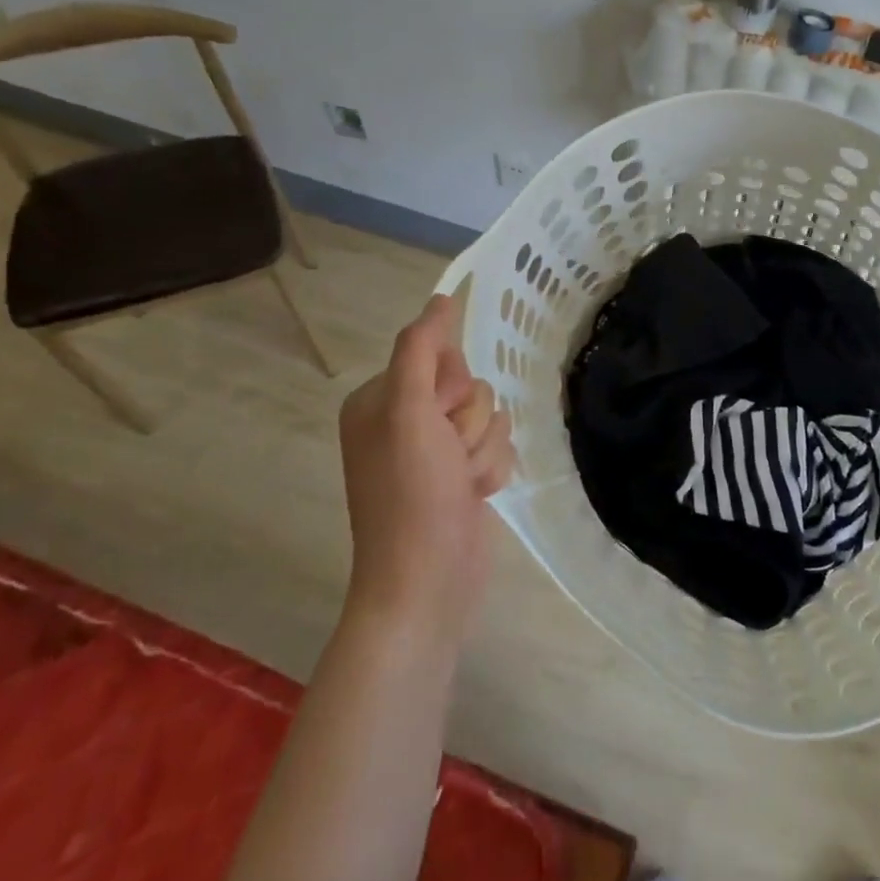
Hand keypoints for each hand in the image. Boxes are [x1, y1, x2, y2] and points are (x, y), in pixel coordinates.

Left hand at [337, 294, 515, 637]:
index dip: (451, 385)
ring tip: (463, 483)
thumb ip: (421, 350)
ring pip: (491, 417)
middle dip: (471, 422)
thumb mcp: (409, 412)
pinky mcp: (462, 476)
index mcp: (381, 400)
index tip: (439, 417)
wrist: (428, 582)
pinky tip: (476, 496)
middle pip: (470, 387)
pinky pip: (498, 447)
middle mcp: (406, 421)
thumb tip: (441, 299)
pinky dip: (492, 470)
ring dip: (484, 449)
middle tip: (449, 456)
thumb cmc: (412, 495)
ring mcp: (435, 452)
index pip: (439, 357)